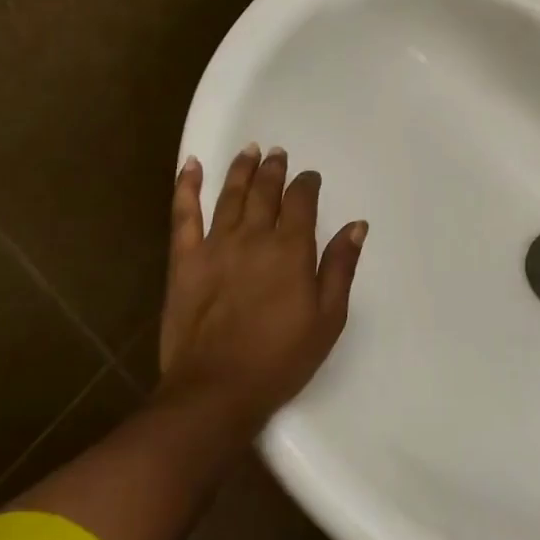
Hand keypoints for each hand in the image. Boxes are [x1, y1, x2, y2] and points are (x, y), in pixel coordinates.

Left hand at [157, 145, 367, 421]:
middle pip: (265, 191)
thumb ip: (340, 267)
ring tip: (249, 151)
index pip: (301, 202)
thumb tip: (356, 225)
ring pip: (230, 195)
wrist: (217, 389)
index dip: (306, 184)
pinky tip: (190, 166)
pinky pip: (184, 215)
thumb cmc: (281, 358)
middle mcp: (254, 237)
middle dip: (274, 169)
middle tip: (277, 154)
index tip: (310, 177)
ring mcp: (215, 246)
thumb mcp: (328, 318)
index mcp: (291, 250)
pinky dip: (186, 187)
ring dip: (241, 170)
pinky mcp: (184, 261)